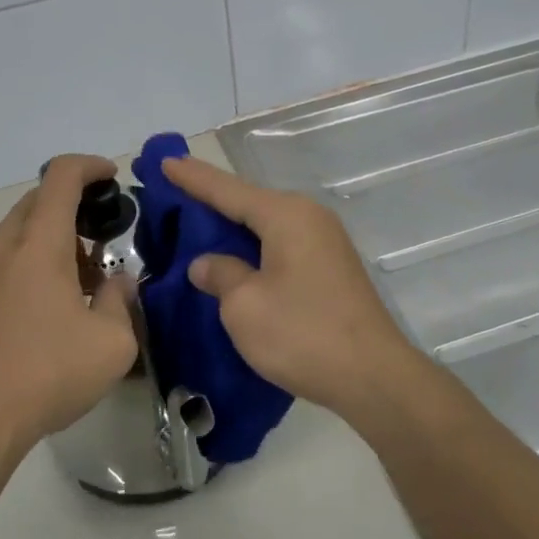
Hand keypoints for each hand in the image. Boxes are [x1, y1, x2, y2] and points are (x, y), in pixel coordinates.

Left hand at [0, 154, 137, 453]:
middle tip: (101, 241)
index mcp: (38, 244)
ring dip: (50, 240)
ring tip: (78, 282)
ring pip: (17, 232)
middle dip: (73, 208)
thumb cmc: (47, 374)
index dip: (90, 166)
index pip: (61, 176)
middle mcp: (2, 247)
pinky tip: (44, 307)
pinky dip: (27, 263)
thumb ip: (121, 300)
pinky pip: (1, 261)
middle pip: (38, 201)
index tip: (112, 177)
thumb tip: (117, 282)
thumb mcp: (112, 342)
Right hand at [161, 155, 419, 420]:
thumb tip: (206, 263)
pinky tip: (233, 258)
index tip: (163, 161)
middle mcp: (308, 217)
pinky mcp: (330, 267)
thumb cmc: (303, 334)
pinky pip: (280, 244)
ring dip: (231, 226)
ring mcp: (324, 241)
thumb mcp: (245, 306)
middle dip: (210, 199)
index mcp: (286, 215)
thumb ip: (220, 275)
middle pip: (248, 201)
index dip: (192, 178)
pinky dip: (252, 246)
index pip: (227, 189)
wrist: (375, 377)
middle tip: (171, 192)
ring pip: (265, 224)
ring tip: (195, 224)